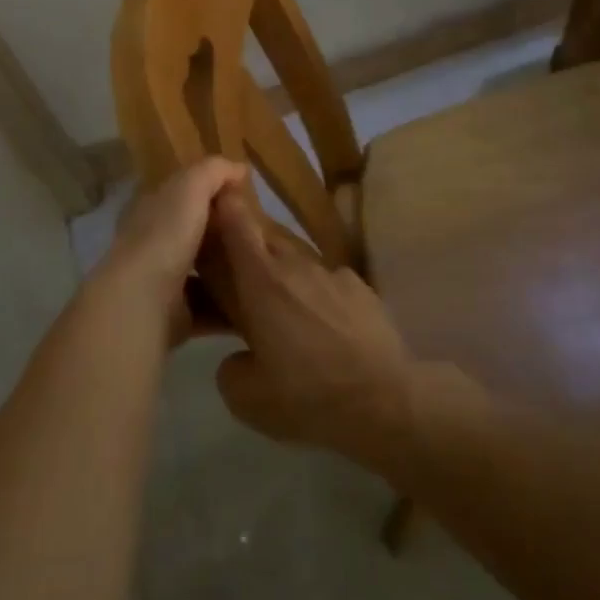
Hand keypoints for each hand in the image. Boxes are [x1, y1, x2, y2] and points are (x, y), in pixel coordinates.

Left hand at [95, 158, 248, 343]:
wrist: (144, 299)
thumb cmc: (166, 234)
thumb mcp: (191, 186)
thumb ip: (214, 170)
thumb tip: (238, 168)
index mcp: (152, 209)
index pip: (182, 195)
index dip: (211, 191)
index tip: (245, 197)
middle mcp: (153, 244)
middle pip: (194, 234)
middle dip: (223, 234)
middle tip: (261, 234)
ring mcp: (162, 283)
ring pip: (202, 272)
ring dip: (228, 272)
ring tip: (263, 269)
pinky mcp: (175, 317)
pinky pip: (210, 309)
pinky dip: (230, 308)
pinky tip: (256, 303)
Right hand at [209, 181, 416, 466]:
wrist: (384, 400)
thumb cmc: (307, 395)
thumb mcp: (246, 398)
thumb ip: (230, 367)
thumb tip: (238, 357)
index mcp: (261, 282)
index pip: (237, 225)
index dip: (225, 206)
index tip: (215, 199)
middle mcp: (295, 266)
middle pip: (265, 242)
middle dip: (250, 253)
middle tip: (242, 282)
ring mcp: (332, 273)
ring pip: (298, 265)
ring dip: (286, 280)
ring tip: (287, 318)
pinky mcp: (361, 287)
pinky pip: (328, 283)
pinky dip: (319, 298)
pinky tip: (326, 330)